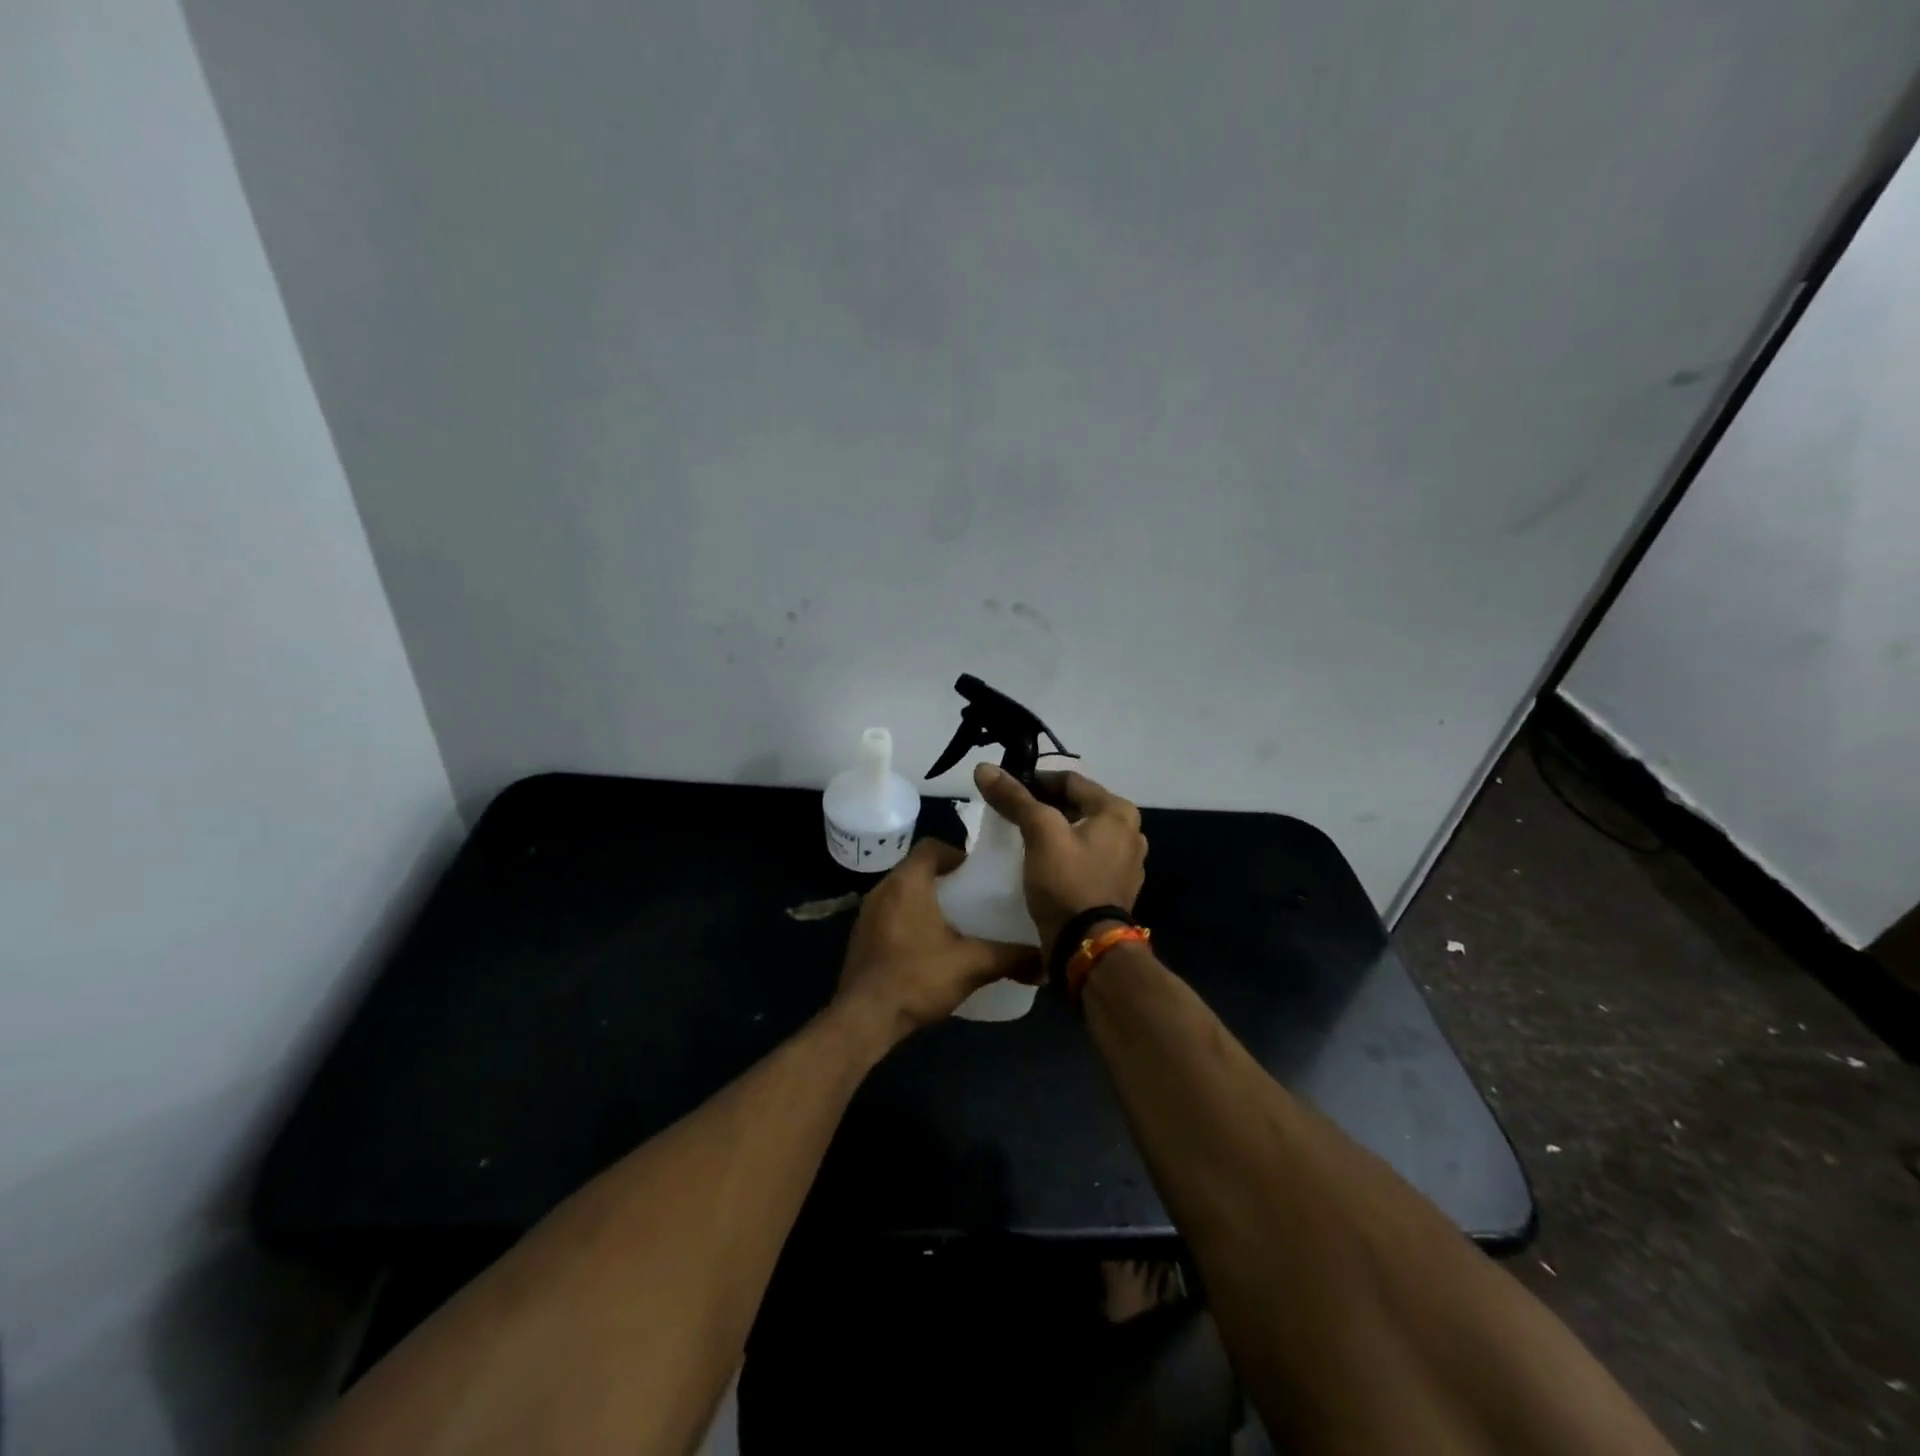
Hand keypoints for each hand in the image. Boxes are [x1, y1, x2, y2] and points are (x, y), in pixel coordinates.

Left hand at [832, 838, 1037, 1048]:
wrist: (863, 1019)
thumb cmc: (917, 977)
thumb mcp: (971, 965)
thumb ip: (1010, 958)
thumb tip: (1045, 962)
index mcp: (907, 882)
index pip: (931, 846)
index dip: (956, 854)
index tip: (977, 872)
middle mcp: (882, 889)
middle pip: (916, 869)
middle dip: (944, 879)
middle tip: (972, 897)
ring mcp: (866, 914)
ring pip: (901, 893)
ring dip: (925, 901)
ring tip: (954, 922)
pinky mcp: (860, 938)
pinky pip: (889, 915)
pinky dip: (908, 920)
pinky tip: (927, 947)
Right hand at [973, 764, 1146, 955]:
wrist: (1087, 947)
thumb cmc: (1067, 881)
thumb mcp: (1039, 833)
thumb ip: (1014, 798)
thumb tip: (984, 767)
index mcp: (1118, 812)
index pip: (1070, 781)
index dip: (1035, 780)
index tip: (1005, 789)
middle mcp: (1130, 832)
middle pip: (1077, 806)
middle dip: (1044, 807)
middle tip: (1011, 813)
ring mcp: (1126, 863)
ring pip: (1081, 833)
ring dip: (1054, 832)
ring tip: (1023, 838)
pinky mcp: (1115, 888)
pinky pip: (1085, 859)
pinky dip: (1064, 855)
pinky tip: (1042, 864)